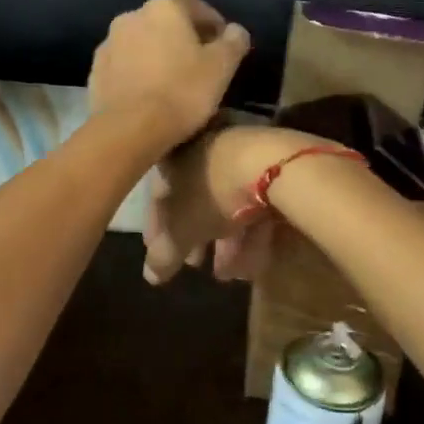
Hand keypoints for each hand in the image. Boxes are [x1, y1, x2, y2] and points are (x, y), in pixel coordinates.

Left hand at [87, 0, 251, 149]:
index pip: (194, 4)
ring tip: (174, 81)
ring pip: (142, 43)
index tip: (223, 44)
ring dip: (158, 54)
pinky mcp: (96, 71)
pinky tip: (149, 94)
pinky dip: (139, 72)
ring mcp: (109, 43)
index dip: (212, 22)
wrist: (128, 130)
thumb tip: (235, 30)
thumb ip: (233, 42)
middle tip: (201, 63)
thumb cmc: (182, 92)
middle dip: (183, 37)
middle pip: (165, 22)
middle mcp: (132, 16)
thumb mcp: (222, 67)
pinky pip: (125, 65)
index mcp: (164, 8)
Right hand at [142, 125, 329, 285]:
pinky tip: (254, 261)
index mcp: (173, 155)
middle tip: (196, 265)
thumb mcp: (181, 229)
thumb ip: (164, 254)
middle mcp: (203, 148)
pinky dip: (250, 231)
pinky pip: (253, 201)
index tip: (161, 256)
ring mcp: (238, 153)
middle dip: (196, 237)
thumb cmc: (211, 192)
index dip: (157, 230)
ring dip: (226, 242)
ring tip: (231, 275)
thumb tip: (150, 276)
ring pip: (227, 202)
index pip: (157, 196)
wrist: (272, 163)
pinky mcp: (271, 163)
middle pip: (195, 199)